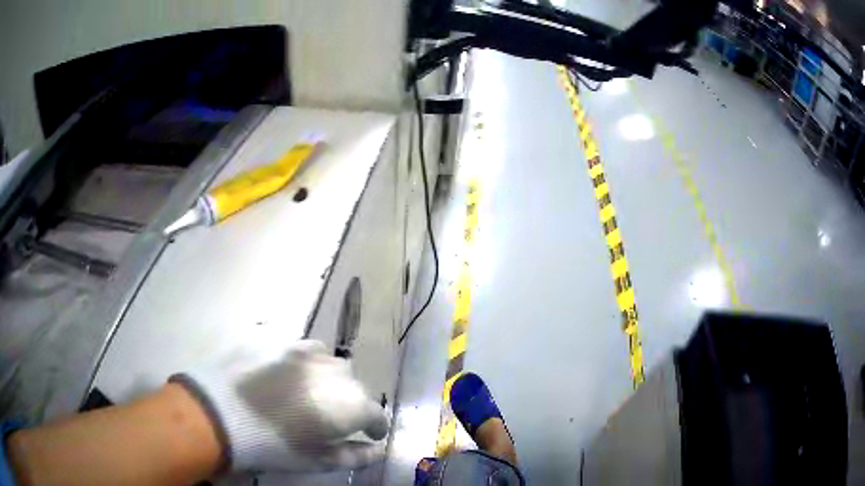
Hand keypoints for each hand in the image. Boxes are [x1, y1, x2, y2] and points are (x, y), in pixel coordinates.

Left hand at [172, 340, 388, 472]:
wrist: (218, 414)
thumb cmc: (272, 445)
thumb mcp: (317, 461)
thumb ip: (354, 456)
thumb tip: (377, 449)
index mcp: (349, 404)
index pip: (376, 413)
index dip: (375, 427)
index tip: (370, 435)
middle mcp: (335, 372)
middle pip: (355, 386)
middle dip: (352, 403)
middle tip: (335, 419)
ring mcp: (305, 351)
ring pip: (332, 363)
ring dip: (331, 380)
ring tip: (313, 395)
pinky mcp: (280, 340)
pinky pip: (304, 349)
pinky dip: (307, 363)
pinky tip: (290, 376)